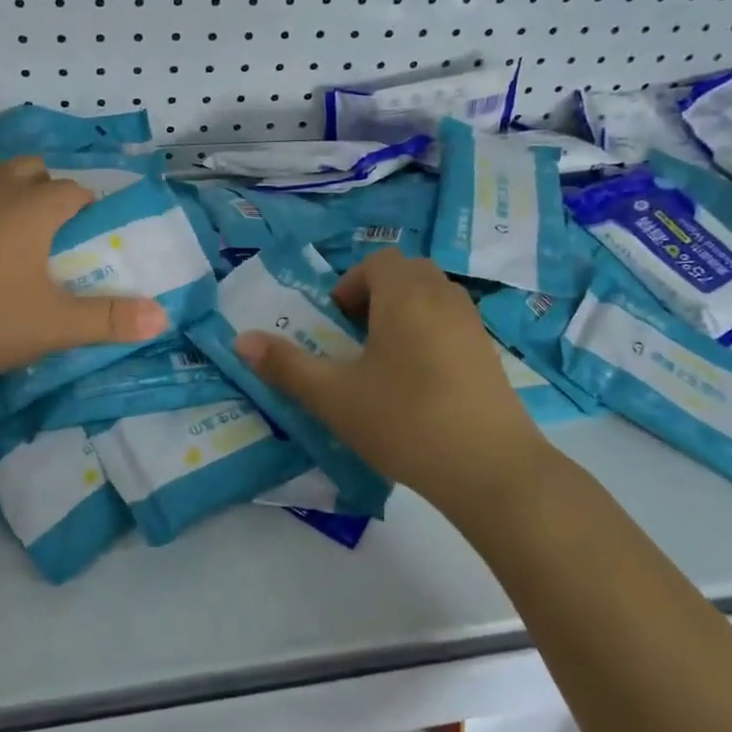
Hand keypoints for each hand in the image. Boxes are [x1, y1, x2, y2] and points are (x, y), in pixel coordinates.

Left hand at [0, 156, 168, 387]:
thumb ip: (110, 320)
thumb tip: (162, 318)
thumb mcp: (55, 326)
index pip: (73, 190)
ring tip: (13, 223)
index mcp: (33, 209)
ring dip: (7, 185)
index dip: (88, 208)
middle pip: (31, 168)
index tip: (90, 237)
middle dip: (49, 189)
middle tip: (54, 233)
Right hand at [234, 250, 549, 499]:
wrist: (491, 469)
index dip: (350, 285)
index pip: (377, 262)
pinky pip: (451, 324)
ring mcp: (472, 324)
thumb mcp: (334, 397)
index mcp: (404, 294)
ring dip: (403, 314)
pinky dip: (429, 335)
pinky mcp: (489, 353)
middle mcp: (442, 296)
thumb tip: (240, 340)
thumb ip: (285, 366)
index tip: (337, 326)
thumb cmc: (405, 421)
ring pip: (431, 297)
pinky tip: (420, 385)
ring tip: (385, 363)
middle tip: (357, 339)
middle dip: (376, 296)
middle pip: (406, 274)